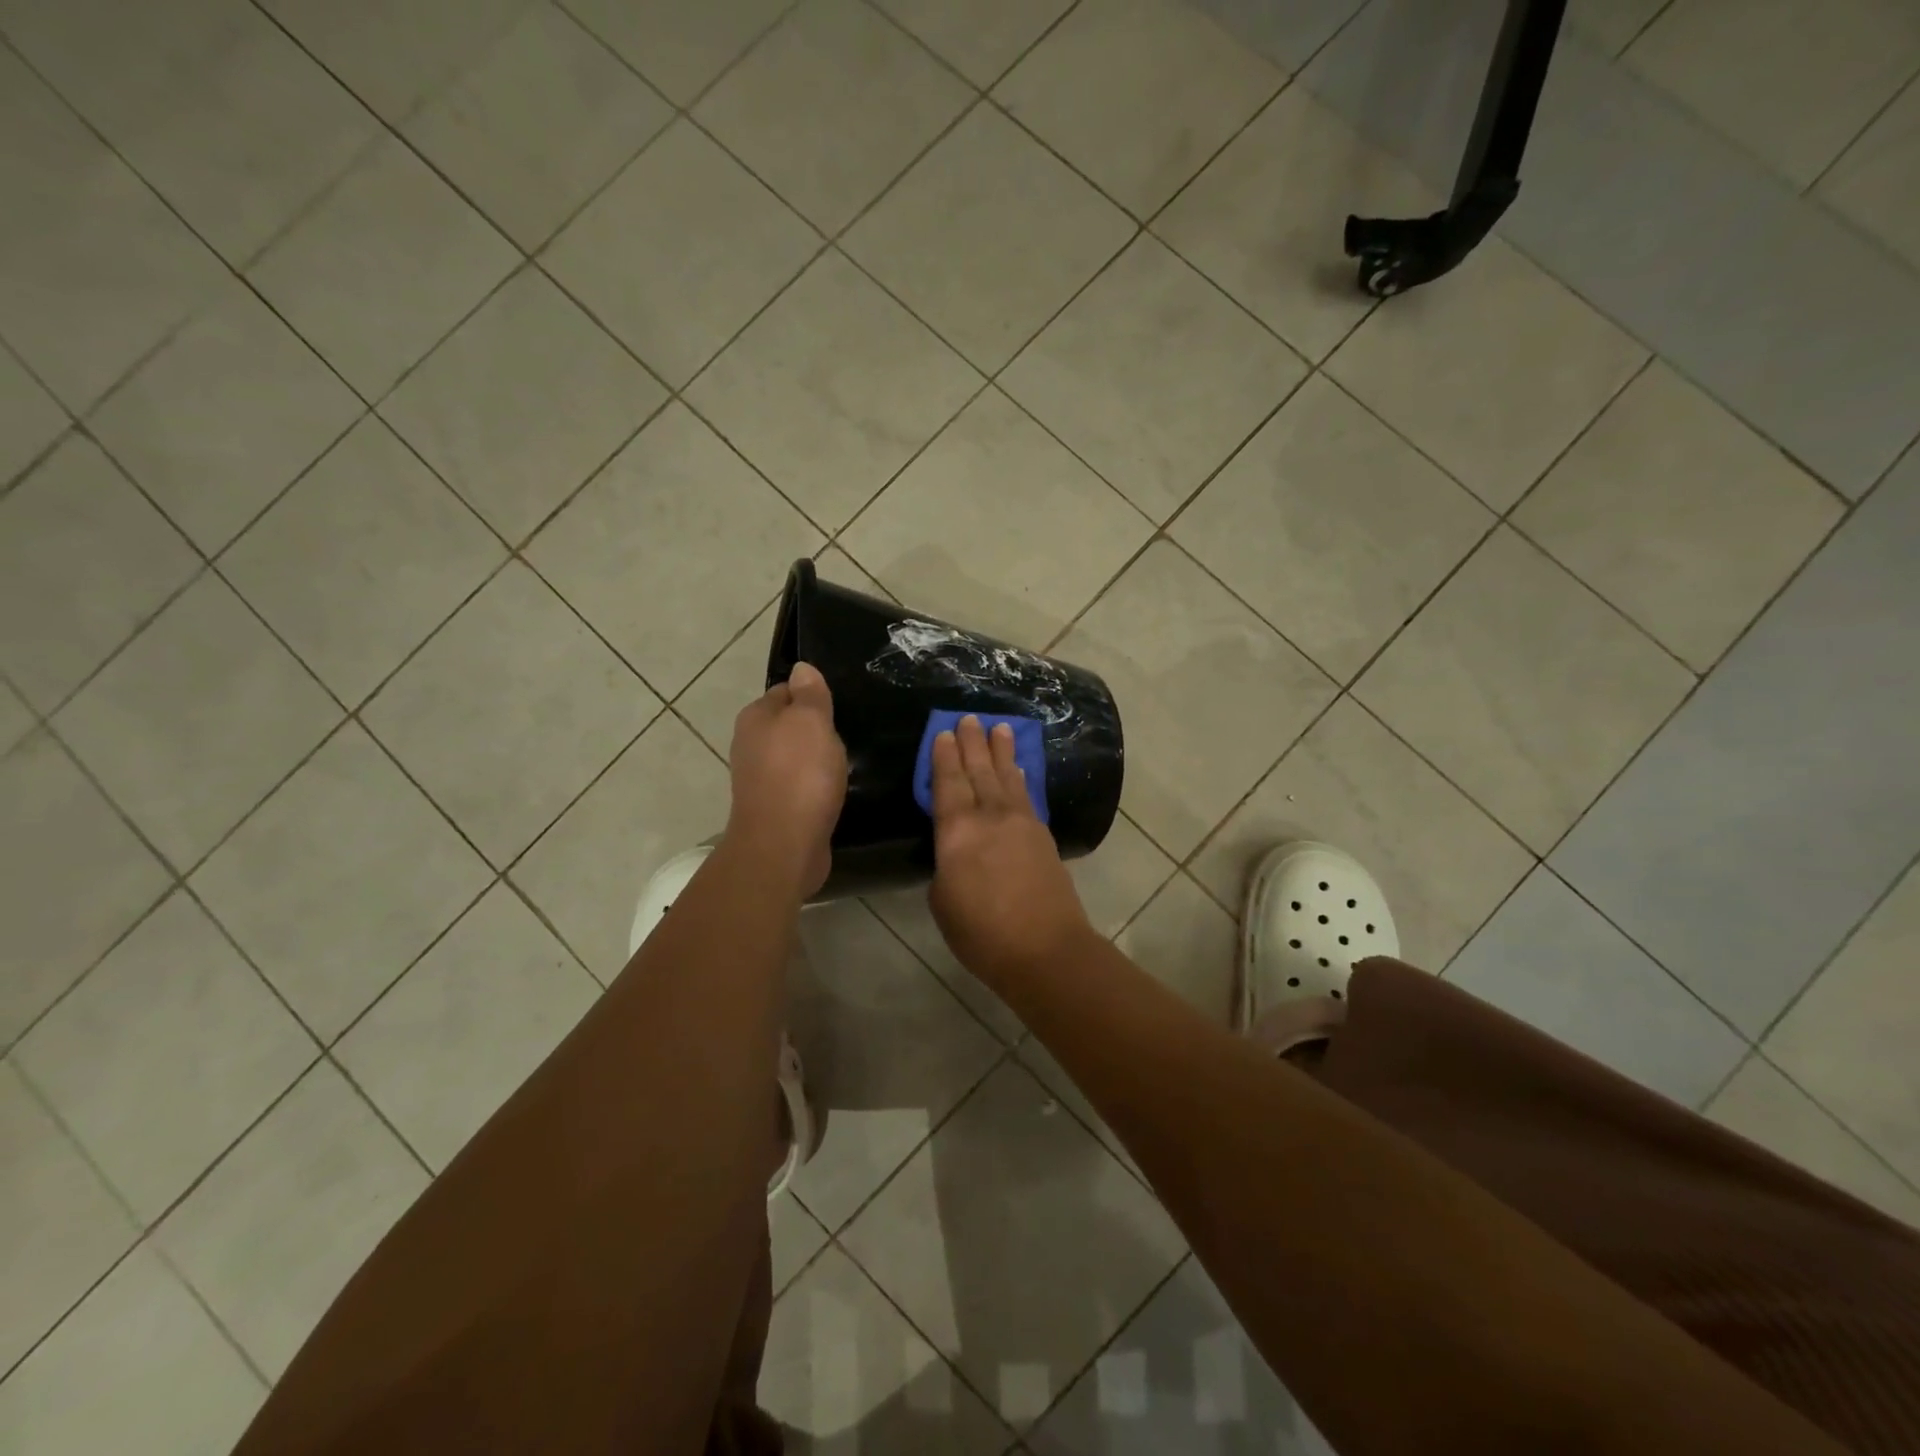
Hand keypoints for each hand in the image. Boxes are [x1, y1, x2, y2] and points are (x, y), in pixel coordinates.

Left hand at [726, 662, 847, 897]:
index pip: (786, 691)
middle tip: (848, 734)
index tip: (840, 706)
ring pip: (794, 757)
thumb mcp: (811, 722)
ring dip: (816, 760)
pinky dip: (815, 786)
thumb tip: (801, 668)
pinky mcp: (774, 808)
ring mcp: (760, 779)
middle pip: (789, 726)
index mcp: (755, 717)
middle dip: (816, 729)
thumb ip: (809, 694)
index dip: (813, 696)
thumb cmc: (799, 775)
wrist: (783, 846)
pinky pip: (799, 786)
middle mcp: (750, 745)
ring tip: (845, 764)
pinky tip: (833, 791)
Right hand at [929, 715, 1092, 983]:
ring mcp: (1021, 823)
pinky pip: (1027, 795)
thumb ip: (947, 867)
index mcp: (957, 832)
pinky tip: (1019, 769)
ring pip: (1006, 777)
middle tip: (969, 717)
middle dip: (972, 743)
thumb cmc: (982, 933)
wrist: (1045, 948)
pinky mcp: (1043, 835)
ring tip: (998, 727)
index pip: (948, 784)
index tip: (944, 733)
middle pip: (979, 771)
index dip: (944, 758)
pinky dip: (1020, 777)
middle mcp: (990, 817)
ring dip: (1000, 751)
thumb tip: (956, 854)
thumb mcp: (943, 902)